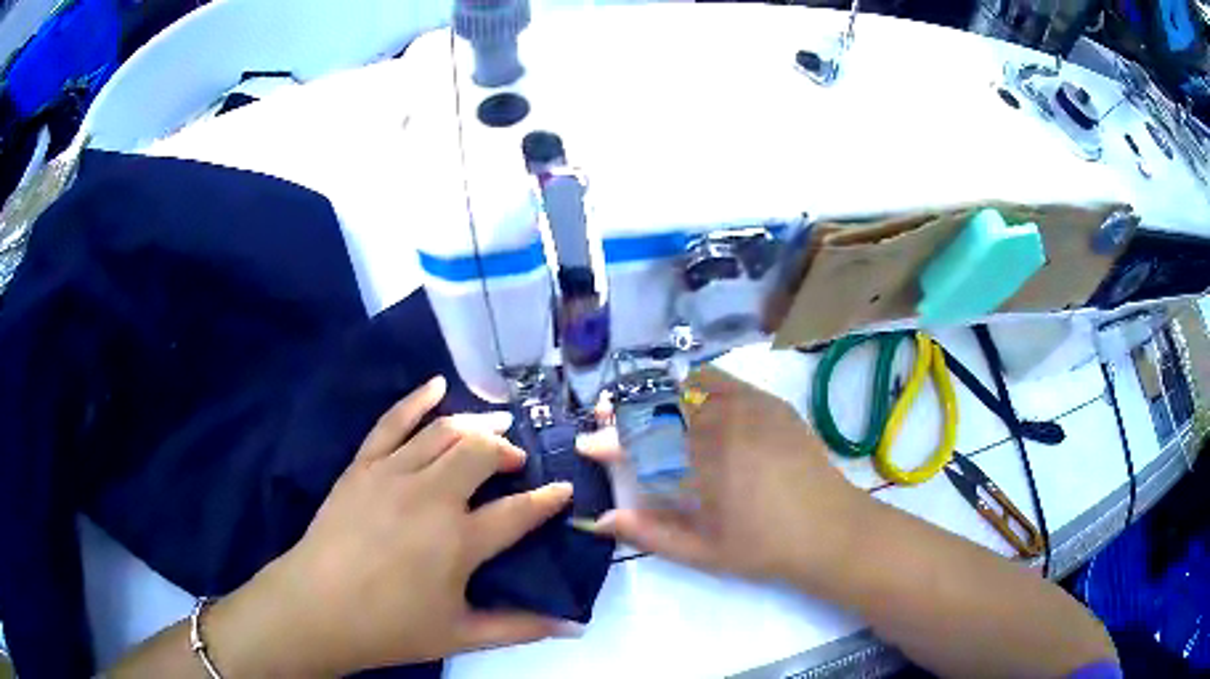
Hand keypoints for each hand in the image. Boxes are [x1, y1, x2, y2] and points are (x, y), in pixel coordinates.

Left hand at [211, 377, 574, 675]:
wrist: (317, 608)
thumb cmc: (390, 627)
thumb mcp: (460, 634)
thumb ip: (519, 627)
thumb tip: (572, 626)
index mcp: (459, 541)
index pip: (518, 511)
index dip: (548, 499)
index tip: (563, 490)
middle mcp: (431, 497)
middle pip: (481, 454)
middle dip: (507, 452)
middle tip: (516, 462)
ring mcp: (393, 474)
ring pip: (443, 432)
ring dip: (476, 424)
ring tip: (495, 425)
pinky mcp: (363, 465)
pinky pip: (392, 421)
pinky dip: (417, 400)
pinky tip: (437, 386)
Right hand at [580, 367, 865, 585]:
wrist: (830, 529)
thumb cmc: (763, 548)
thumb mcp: (701, 551)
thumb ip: (649, 533)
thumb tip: (601, 520)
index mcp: (703, 466)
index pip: (640, 444)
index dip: (607, 443)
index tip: (586, 443)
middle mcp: (722, 427)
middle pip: (660, 405)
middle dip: (624, 406)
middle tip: (604, 412)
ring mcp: (748, 409)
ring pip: (688, 384)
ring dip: (655, 389)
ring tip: (639, 400)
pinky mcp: (769, 403)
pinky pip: (722, 380)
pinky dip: (693, 382)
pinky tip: (684, 394)